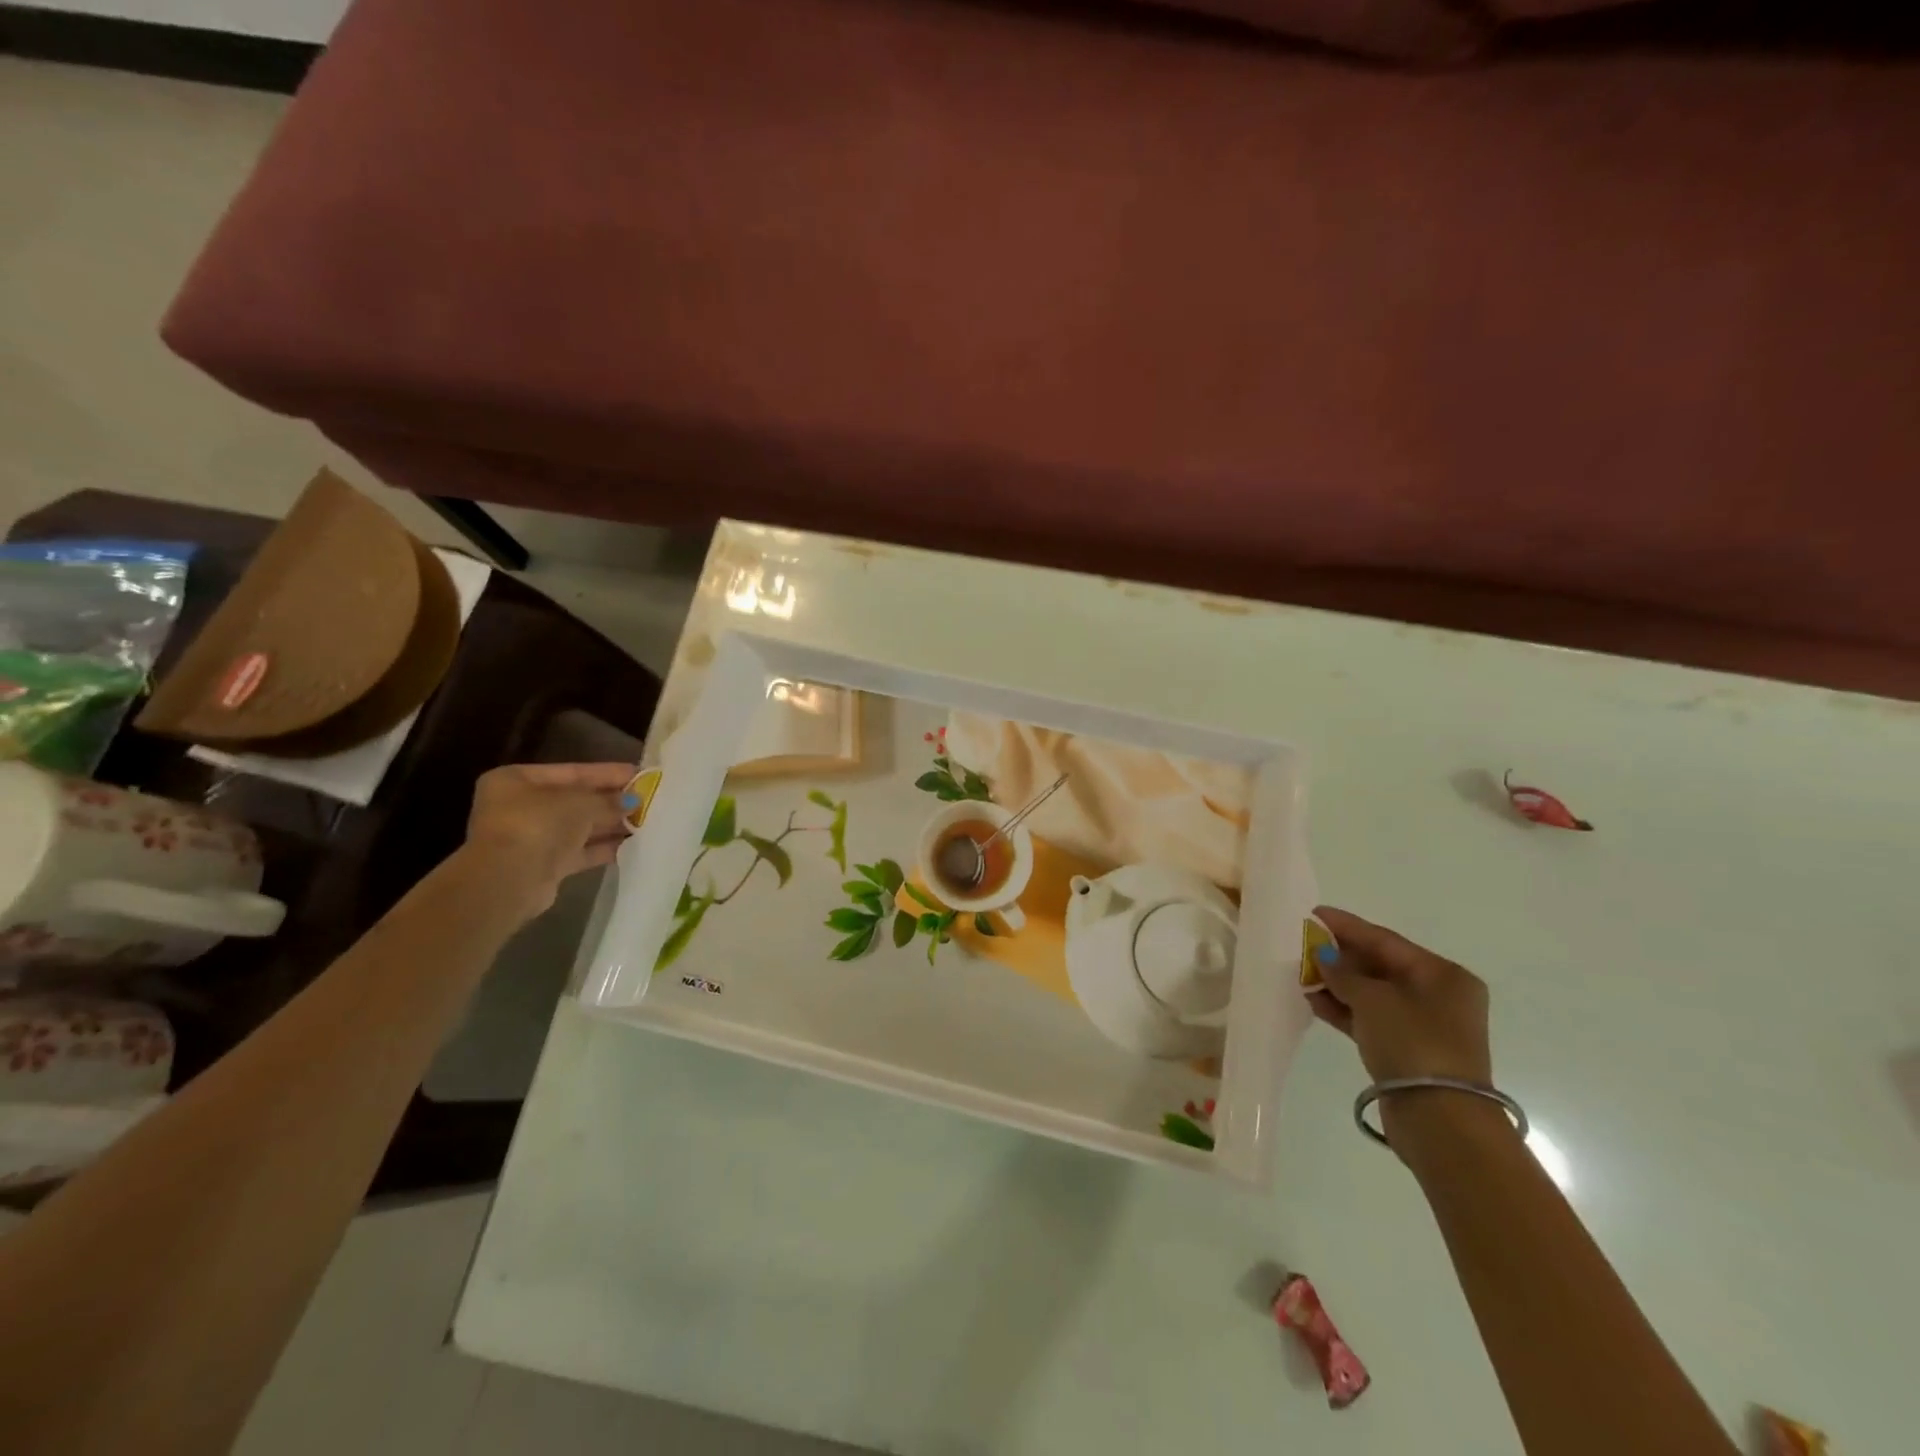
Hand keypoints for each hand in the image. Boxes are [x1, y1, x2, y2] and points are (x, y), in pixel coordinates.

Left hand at [460, 763, 633, 917]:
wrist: (509, 880)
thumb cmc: (539, 825)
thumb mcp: (581, 803)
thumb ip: (609, 800)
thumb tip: (634, 800)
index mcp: (517, 780)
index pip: (572, 772)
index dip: (607, 773)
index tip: (639, 774)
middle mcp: (520, 806)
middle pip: (575, 800)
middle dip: (612, 801)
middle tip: (649, 799)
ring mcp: (531, 837)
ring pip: (579, 827)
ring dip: (611, 825)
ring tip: (648, 821)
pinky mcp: (543, 865)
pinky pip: (579, 851)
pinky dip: (603, 848)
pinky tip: (633, 844)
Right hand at [1309, 906, 1495, 1149]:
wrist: (1440, 1120)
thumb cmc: (1413, 1043)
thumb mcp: (1373, 1000)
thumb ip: (1343, 973)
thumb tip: (1323, 956)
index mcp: (1443, 975)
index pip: (1386, 940)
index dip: (1347, 926)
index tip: (1313, 914)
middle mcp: (1438, 996)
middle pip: (1380, 965)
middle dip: (1340, 956)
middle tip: (1302, 944)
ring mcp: (1423, 1025)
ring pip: (1372, 993)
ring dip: (1337, 983)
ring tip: (1301, 973)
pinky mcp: (1407, 1050)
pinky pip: (1370, 1018)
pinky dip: (1344, 1009)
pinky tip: (1313, 1001)